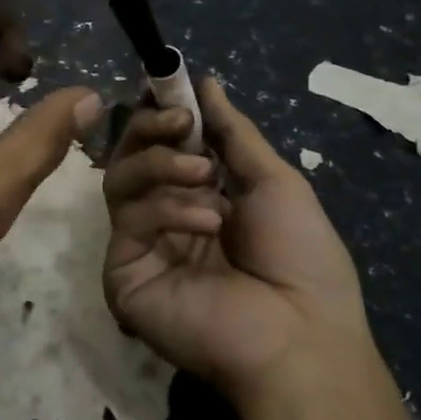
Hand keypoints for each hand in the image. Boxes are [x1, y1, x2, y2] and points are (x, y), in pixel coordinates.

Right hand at [102, 76, 370, 405]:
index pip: (159, 144)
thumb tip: (206, 82)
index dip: (160, 114)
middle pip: (129, 155)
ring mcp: (140, 245)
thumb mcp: (275, 182)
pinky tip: (207, 220)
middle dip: (153, 128)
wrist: (301, 337)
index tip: (171, 90)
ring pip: (119, 179)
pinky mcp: (122, 272)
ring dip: (162, 164)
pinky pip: (128, 219)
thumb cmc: (301, 258)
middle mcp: (163, 216)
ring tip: (206, 178)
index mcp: (198, 196)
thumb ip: (233, 132)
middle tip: (182, 123)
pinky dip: (166, 207)